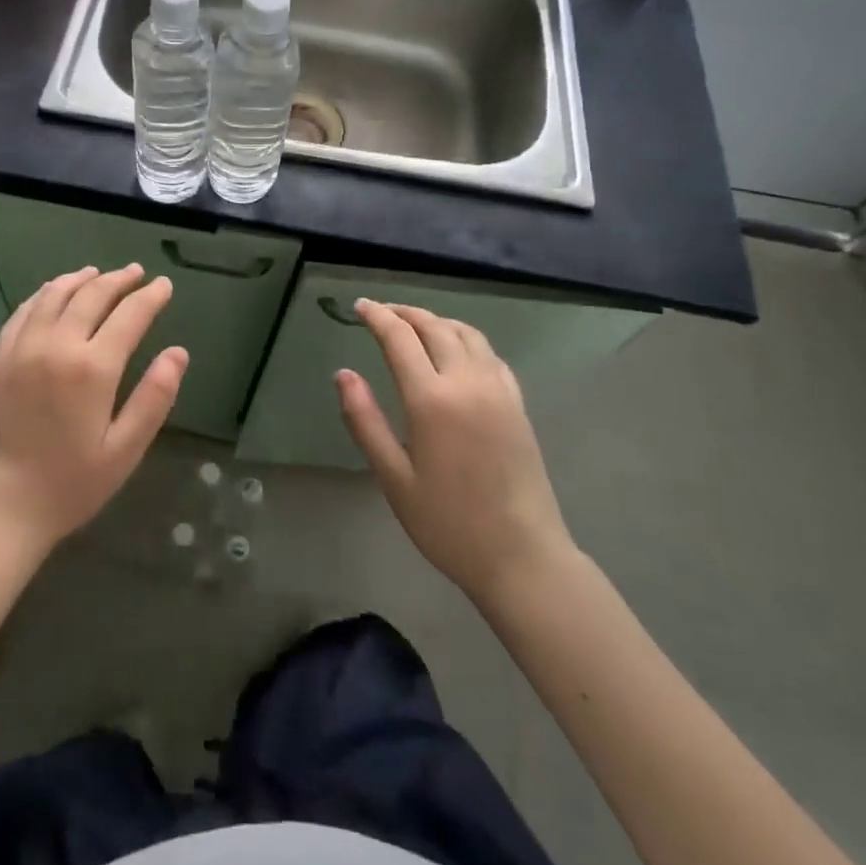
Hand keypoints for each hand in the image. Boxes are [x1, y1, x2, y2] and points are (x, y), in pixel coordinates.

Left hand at [0, 264, 186, 566]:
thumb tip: (178, 353)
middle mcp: (56, 345)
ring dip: (81, 279)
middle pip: (92, 295)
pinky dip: (45, 293)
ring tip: (98, 273)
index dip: (150, 297)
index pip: (130, 315)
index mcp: (92, 368)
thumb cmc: (67, 485)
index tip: (163, 285)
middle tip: (137, 273)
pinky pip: (24, 311)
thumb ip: (154, 398)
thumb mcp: (123, 451)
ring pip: (55, 295)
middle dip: (119, 280)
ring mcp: (21, 348)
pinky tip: (53, 292)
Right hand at [336, 300, 572, 606]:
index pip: (400, 338)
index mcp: (432, 400)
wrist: (522, 557)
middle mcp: (467, 382)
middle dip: (404, 313)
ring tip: (414, 325)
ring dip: (436, 320)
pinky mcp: (518, 403)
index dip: (377, 317)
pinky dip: (465, 339)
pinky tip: (456, 352)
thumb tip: (343, 373)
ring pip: (466, 333)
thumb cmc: (448, 523)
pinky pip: (489, 353)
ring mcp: (498, 390)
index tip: (359, 307)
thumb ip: (365, 420)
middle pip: (434, 327)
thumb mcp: (394, 477)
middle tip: (381, 312)